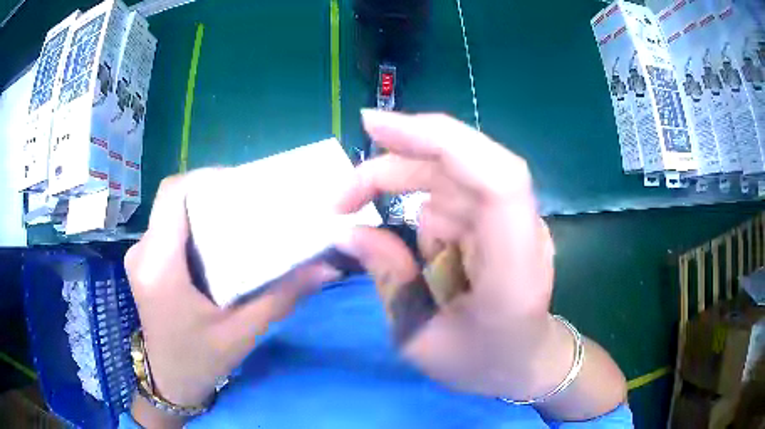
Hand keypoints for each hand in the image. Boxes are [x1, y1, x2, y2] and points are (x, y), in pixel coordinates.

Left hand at [125, 174, 338, 425]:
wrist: (169, 382)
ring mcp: (140, 256)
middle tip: (248, 202)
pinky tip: (217, 242)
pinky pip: (168, 228)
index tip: (242, 184)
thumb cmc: (200, 361)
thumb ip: (281, 297)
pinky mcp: (145, 262)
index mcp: (159, 267)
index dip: (207, 178)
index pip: (173, 195)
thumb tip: (325, 266)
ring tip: (237, 219)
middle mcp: (143, 252)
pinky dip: (193, 225)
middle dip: (211, 192)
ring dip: (203, 208)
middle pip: (174, 199)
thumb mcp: (242, 333)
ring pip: (171, 212)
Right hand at [338, 110, 625, 419]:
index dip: (439, 140)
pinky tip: (412, 245)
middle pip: (463, 164)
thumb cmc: (483, 362)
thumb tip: (352, 233)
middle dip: (396, 165)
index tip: (376, 127)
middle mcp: (522, 230)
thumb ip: (390, 282)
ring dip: (399, 183)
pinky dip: (416, 204)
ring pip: (451, 173)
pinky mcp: (499, 219)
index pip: (495, 179)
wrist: (528, 361)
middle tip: (342, 195)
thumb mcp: (421, 340)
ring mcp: (513, 219)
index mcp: (515, 269)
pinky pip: (451, 194)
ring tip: (360, 215)